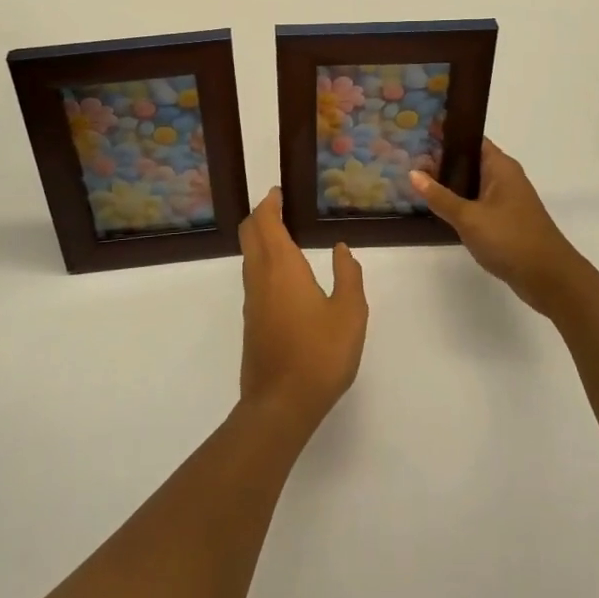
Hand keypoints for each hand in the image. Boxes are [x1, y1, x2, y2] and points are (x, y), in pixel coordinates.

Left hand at [238, 189, 367, 435]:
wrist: (280, 405)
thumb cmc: (320, 354)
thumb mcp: (350, 313)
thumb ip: (348, 276)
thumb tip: (341, 249)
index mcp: (281, 266)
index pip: (266, 221)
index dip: (269, 203)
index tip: (279, 192)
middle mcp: (260, 277)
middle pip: (249, 233)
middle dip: (260, 215)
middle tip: (279, 207)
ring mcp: (252, 300)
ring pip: (249, 256)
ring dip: (260, 239)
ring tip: (285, 235)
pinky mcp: (252, 321)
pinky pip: (253, 277)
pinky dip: (263, 261)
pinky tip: (284, 275)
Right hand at [411, 139, 591, 315]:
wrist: (549, 278)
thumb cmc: (510, 239)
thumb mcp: (469, 217)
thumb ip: (439, 196)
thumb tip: (413, 173)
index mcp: (500, 166)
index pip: (469, 139)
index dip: (445, 134)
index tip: (417, 131)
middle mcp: (504, 177)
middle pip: (468, 160)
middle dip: (441, 159)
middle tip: (408, 158)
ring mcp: (505, 200)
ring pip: (471, 183)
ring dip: (448, 182)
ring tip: (415, 179)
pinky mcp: (504, 220)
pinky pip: (476, 202)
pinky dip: (458, 201)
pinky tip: (437, 207)